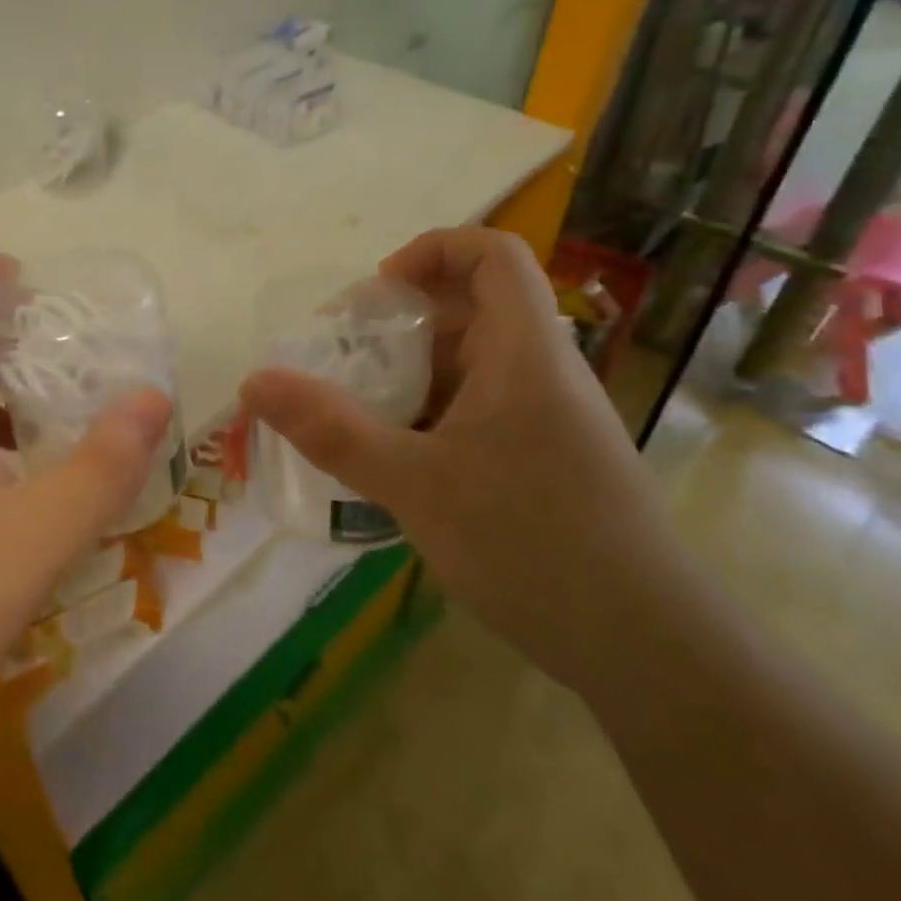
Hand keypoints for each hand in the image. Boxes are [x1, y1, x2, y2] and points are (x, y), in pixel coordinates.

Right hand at [240, 227, 683, 695]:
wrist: (647, 648)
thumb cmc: (532, 543)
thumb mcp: (415, 483)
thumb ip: (332, 430)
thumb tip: (253, 382)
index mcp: (523, 351)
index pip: (490, 253)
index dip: (429, 251)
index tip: (374, 295)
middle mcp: (539, 370)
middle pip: (469, 307)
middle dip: (397, 321)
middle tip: (339, 356)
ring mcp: (544, 417)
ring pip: (468, 363)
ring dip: (407, 373)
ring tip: (352, 409)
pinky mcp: (541, 458)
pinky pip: (475, 409)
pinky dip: (426, 414)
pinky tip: (392, 459)